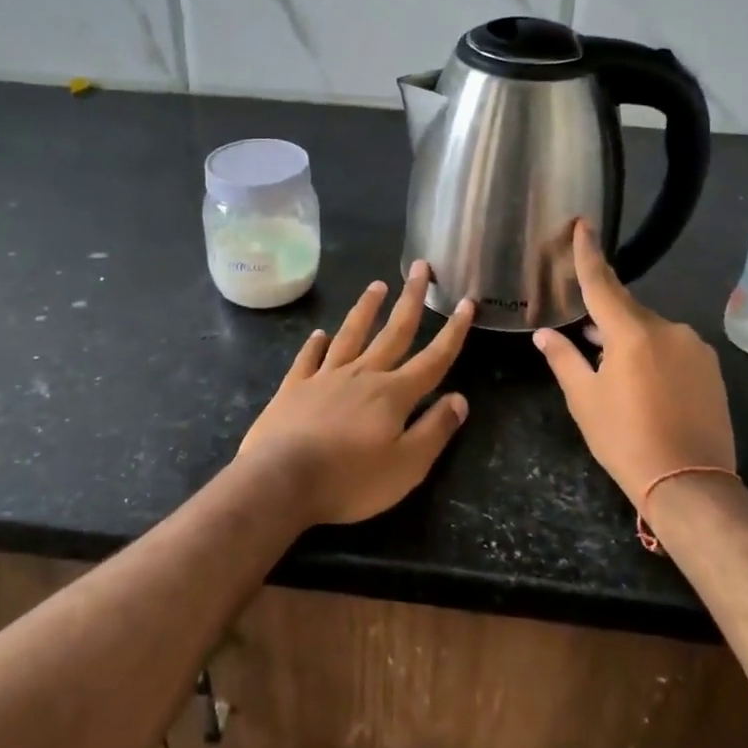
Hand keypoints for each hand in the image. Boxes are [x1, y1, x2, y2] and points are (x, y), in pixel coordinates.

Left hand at [238, 262, 474, 526]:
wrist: (281, 480)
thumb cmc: (350, 479)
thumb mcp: (407, 466)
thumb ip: (435, 430)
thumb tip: (460, 399)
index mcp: (393, 394)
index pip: (433, 358)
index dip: (453, 332)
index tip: (465, 302)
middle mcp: (362, 375)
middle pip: (393, 332)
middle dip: (410, 299)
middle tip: (420, 267)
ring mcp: (324, 377)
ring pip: (350, 335)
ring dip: (366, 309)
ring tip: (376, 286)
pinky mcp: (294, 388)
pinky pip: (308, 358)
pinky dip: (315, 344)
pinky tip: (319, 334)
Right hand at [533, 221, 735, 504]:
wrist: (691, 483)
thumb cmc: (626, 439)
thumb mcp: (585, 399)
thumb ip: (564, 359)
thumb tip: (545, 334)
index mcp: (632, 332)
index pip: (602, 283)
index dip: (589, 253)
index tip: (583, 223)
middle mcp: (668, 329)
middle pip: (627, 309)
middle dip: (604, 316)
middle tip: (582, 331)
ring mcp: (694, 348)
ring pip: (651, 330)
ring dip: (628, 339)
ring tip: (610, 366)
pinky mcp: (710, 368)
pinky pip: (672, 348)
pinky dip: (652, 354)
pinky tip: (642, 382)